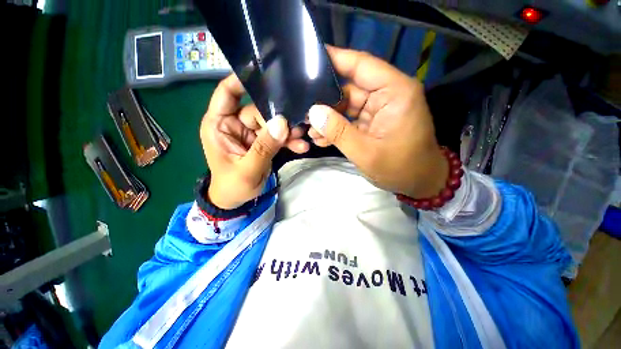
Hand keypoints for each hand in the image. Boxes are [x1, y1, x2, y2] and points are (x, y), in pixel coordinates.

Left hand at [201, 74, 309, 208]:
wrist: (237, 201)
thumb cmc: (233, 186)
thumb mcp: (247, 169)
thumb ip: (264, 148)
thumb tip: (282, 124)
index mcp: (220, 125)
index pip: (227, 93)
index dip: (242, 80)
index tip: (265, 73)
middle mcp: (235, 124)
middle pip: (258, 110)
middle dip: (278, 118)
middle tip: (298, 124)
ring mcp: (251, 134)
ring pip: (271, 124)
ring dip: (287, 131)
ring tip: (302, 135)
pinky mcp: (263, 143)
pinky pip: (277, 137)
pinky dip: (288, 142)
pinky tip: (301, 147)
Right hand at [308, 46, 447, 198]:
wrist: (418, 183)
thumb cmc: (400, 168)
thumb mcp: (366, 153)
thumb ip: (338, 132)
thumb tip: (313, 112)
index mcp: (394, 92)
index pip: (361, 65)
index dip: (335, 59)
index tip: (309, 59)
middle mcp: (387, 94)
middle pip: (349, 87)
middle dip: (324, 101)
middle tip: (302, 110)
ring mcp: (379, 109)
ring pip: (346, 106)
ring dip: (328, 118)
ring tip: (309, 130)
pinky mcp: (373, 122)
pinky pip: (350, 119)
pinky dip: (336, 128)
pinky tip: (321, 138)